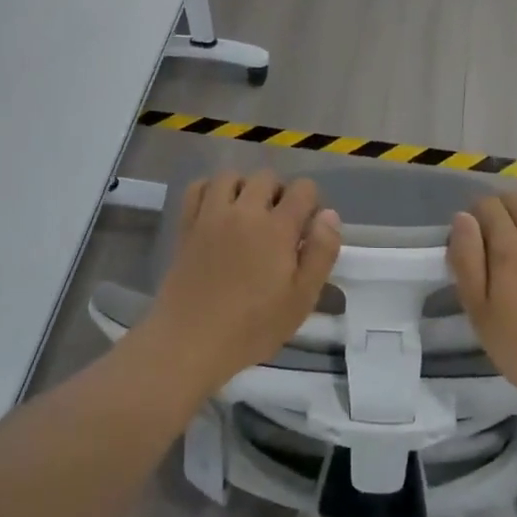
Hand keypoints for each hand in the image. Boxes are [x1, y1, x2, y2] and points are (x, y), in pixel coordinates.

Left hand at [139, 171, 340, 397]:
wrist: (190, 341)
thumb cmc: (252, 326)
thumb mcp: (302, 299)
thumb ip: (321, 253)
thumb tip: (329, 215)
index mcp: (277, 228)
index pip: (303, 189)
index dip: (311, 203)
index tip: (307, 230)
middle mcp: (245, 211)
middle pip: (267, 177)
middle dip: (279, 193)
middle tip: (279, 225)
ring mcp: (212, 214)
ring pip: (232, 176)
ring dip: (244, 188)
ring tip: (247, 214)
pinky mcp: (187, 224)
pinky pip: (199, 187)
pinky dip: (211, 190)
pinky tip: (218, 211)